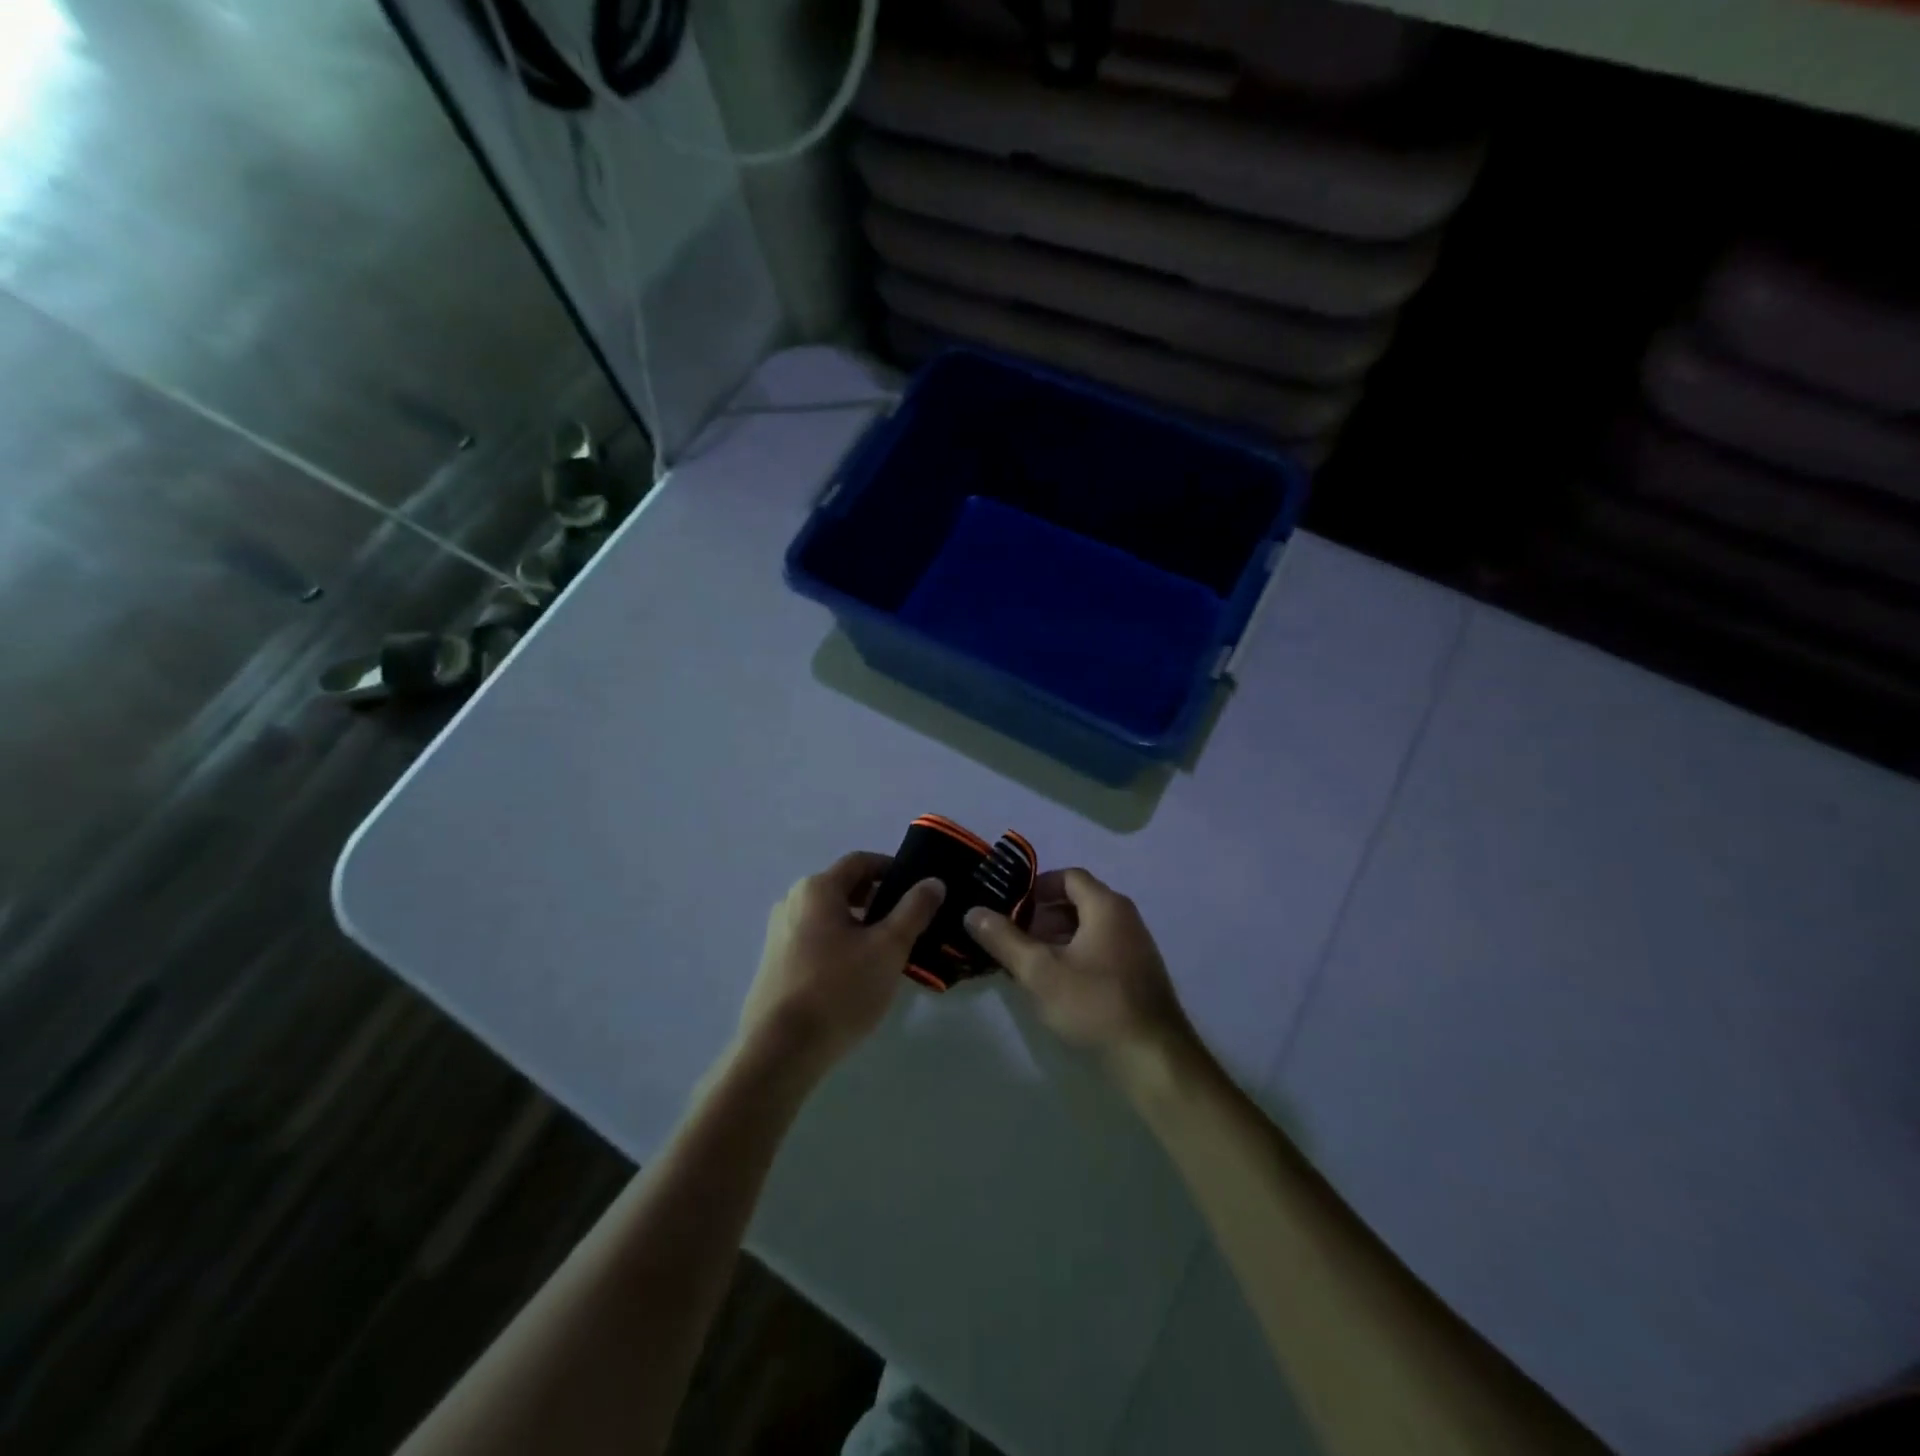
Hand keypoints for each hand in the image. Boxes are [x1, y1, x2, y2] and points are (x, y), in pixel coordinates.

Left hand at [738, 851, 944, 1079]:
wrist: (779, 1051)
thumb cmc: (838, 990)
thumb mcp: (888, 948)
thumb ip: (914, 910)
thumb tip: (933, 881)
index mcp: (817, 888)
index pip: (861, 861)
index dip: (892, 868)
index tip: (919, 889)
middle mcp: (792, 901)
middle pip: (844, 887)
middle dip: (879, 899)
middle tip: (910, 923)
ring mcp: (779, 933)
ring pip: (830, 916)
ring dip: (861, 924)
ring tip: (888, 952)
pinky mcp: (775, 963)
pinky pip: (816, 939)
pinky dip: (841, 943)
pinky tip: (858, 974)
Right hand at [964, 868, 1191, 1069]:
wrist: (1152, 1057)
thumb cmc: (1094, 1004)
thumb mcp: (1039, 971)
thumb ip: (1004, 939)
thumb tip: (972, 911)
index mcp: (1106, 906)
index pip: (1067, 876)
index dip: (1036, 887)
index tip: (1010, 908)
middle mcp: (1125, 917)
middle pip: (1078, 901)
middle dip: (1042, 915)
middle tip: (1013, 937)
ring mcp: (1136, 946)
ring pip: (1088, 928)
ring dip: (1057, 938)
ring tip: (1029, 963)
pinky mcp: (1138, 973)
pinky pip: (1100, 949)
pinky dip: (1075, 955)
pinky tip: (1057, 984)